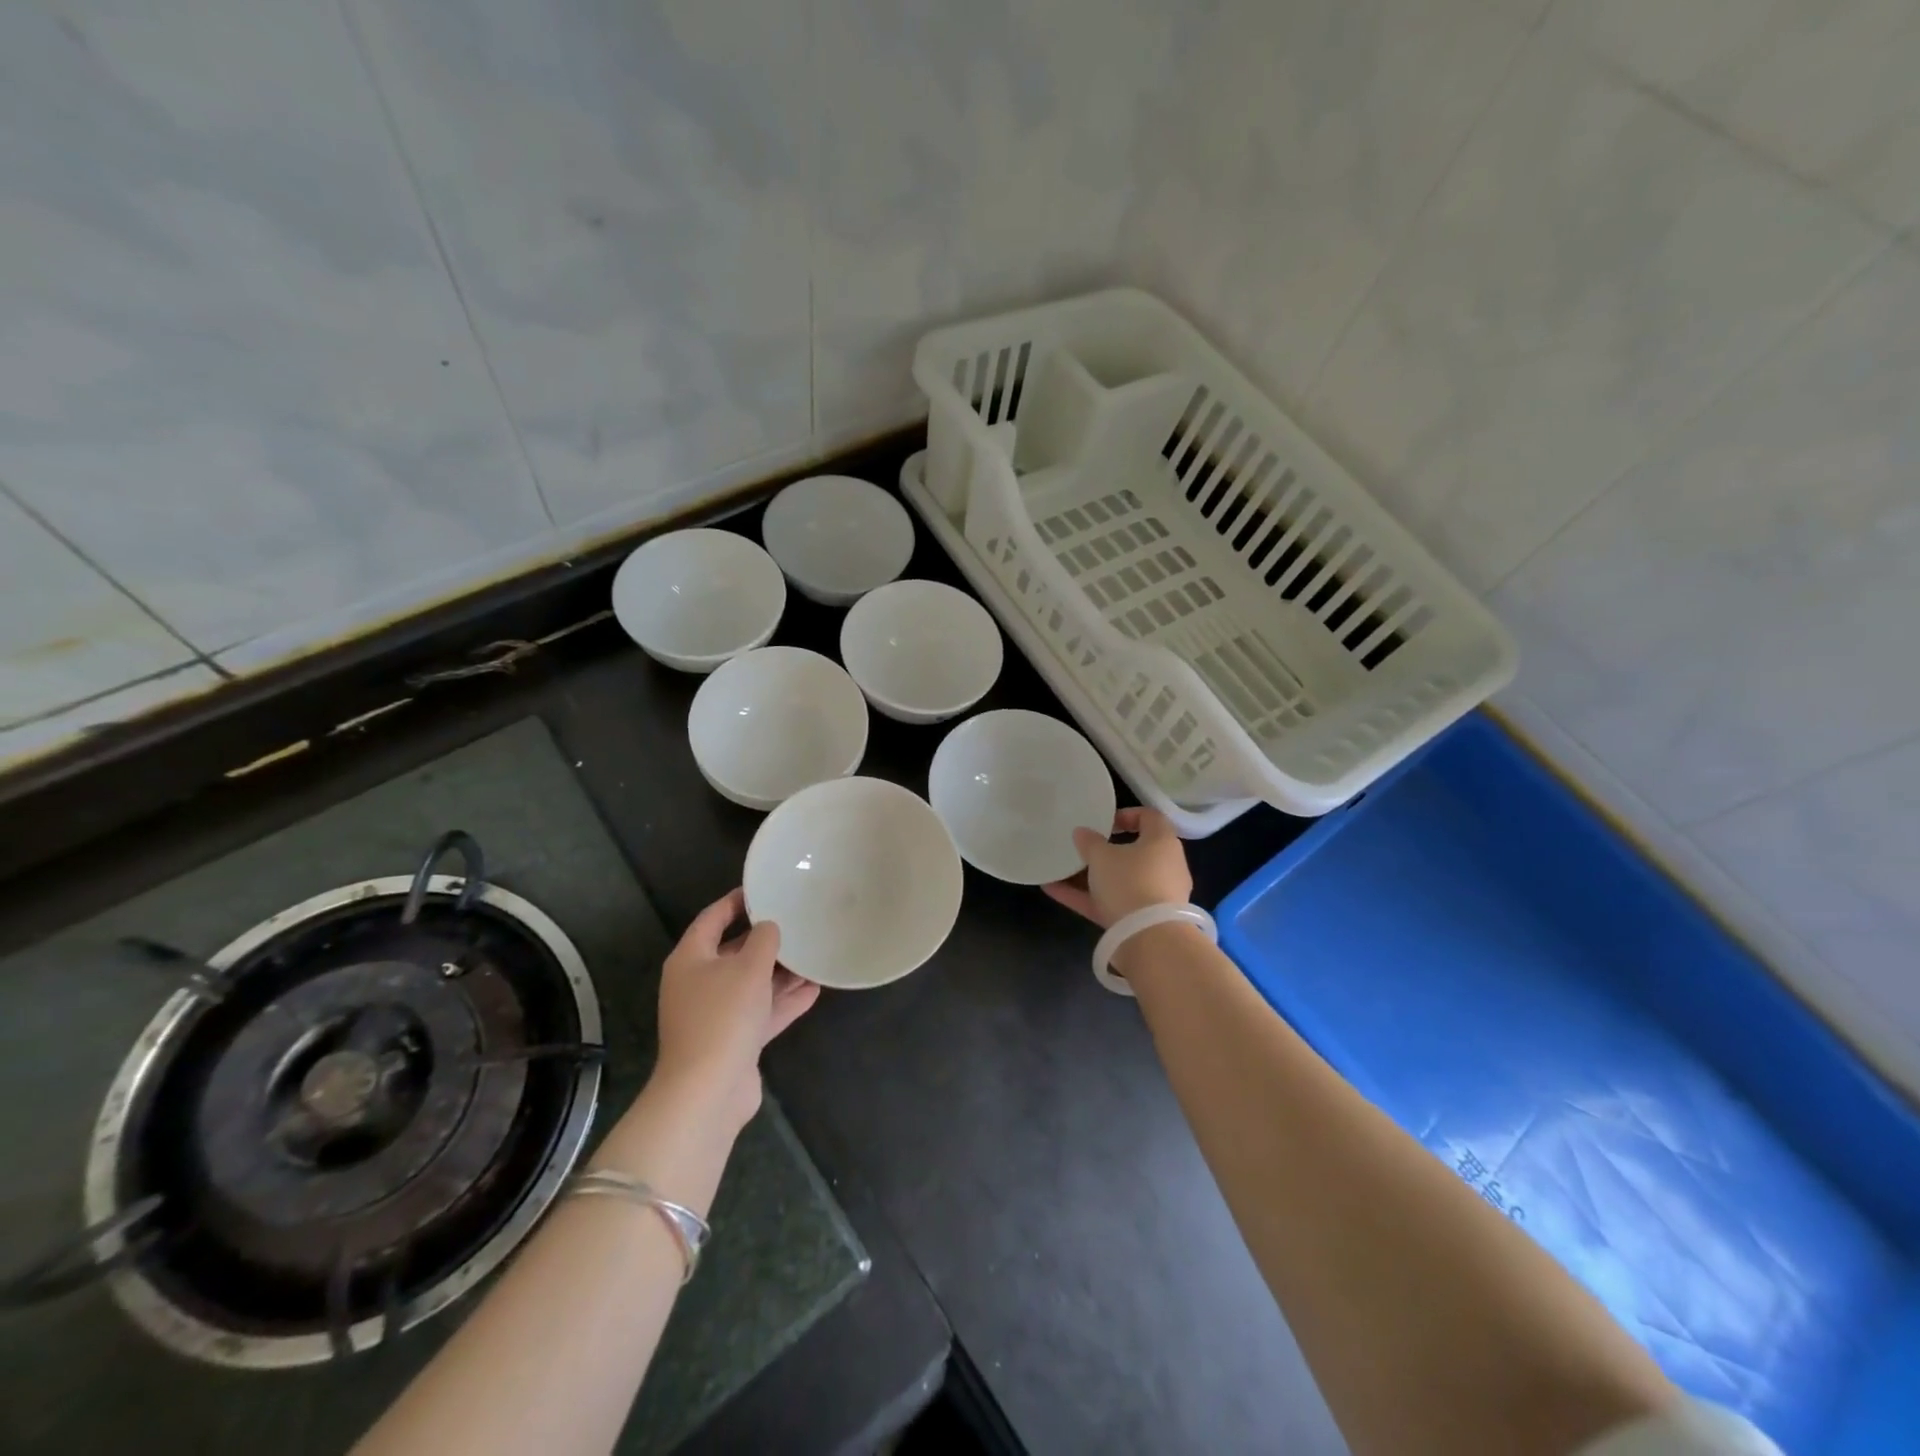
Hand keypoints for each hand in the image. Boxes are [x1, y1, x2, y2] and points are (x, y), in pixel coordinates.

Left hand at [653, 888, 819, 1132]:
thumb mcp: (748, 967)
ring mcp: (715, 1015)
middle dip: (766, 941)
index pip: (713, 918)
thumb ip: (764, 940)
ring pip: (751, 984)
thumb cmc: (723, 1016)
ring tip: (813, 956)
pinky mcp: (733, 1041)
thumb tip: (769, 928)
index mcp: (691, 958)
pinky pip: (760, 1012)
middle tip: (798, 922)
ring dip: (780, 973)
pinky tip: (814, 990)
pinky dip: (783, 1002)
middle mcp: (698, 983)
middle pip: (734, 952)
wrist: (708, 1091)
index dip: (737, 901)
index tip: (765, 889)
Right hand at [1043, 807, 1192, 927]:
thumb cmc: (1130, 882)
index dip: (1127, 815)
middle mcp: (1164, 866)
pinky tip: (1054, 891)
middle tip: (1082, 848)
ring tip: (1060, 870)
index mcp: (1162, 842)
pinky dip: (1086, 897)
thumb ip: (1089, 842)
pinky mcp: (1142, 920)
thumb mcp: (1102, 856)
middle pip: (1134, 852)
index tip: (1104, 822)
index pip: (1150, 818)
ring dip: (1091, 876)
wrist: (1149, 939)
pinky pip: (1112, 902)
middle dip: (1105, 851)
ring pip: (1120, 880)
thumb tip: (1082, 832)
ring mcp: (1155, 895)